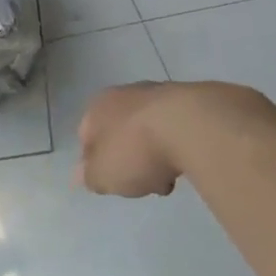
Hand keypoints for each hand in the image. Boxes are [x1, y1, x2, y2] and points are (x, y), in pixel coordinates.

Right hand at [74, 82, 188, 196]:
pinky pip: (176, 130)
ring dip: (155, 152)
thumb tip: (82, 174)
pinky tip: (187, 163)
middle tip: (138, 180)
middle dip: (128, 157)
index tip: (109, 182)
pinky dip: (178, 145)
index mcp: (97, 107)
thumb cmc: (135, 150)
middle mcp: (124, 94)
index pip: (86, 136)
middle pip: (120, 132)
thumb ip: (90, 177)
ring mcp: (159, 95)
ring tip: (168, 177)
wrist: (192, 126)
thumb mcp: (102, 175)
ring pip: (149, 130)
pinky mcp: (191, 101)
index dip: (94, 162)